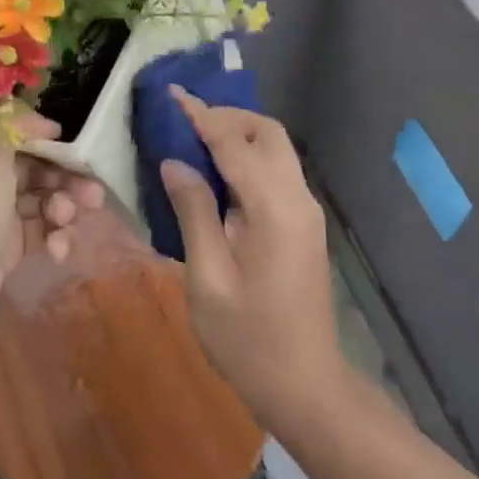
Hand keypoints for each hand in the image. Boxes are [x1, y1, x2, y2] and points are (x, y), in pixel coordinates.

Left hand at [0, 121, 104, 374]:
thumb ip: (15, 125)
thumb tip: (44, 121)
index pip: (14, 127)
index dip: (48, 135)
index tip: (78, 148)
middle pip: (34, 163)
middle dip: (66, 176)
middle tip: (93, 194)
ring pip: (41, 198)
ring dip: (63, 207)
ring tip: (68, 223)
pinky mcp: (1, 250)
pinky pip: (38, 231)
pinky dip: (53, 237)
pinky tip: (58, 252)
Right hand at [157, 88, 345, 426]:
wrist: (304, 384)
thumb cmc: (247, 339)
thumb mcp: (207, 278)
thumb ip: (193, 212)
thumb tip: (174, 162)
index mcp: (274, 209)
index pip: (234, 144)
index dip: (201, 116)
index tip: (172, 94)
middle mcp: (298, 199)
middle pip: (268, 134)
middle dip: (227, 118)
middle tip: (183, 123)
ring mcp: (306, 212)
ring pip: (276, 151)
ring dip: (239, 136)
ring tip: (193, 142)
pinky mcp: (303, 225)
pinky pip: (276, 174)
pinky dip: (247, 160)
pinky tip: (217, 176)